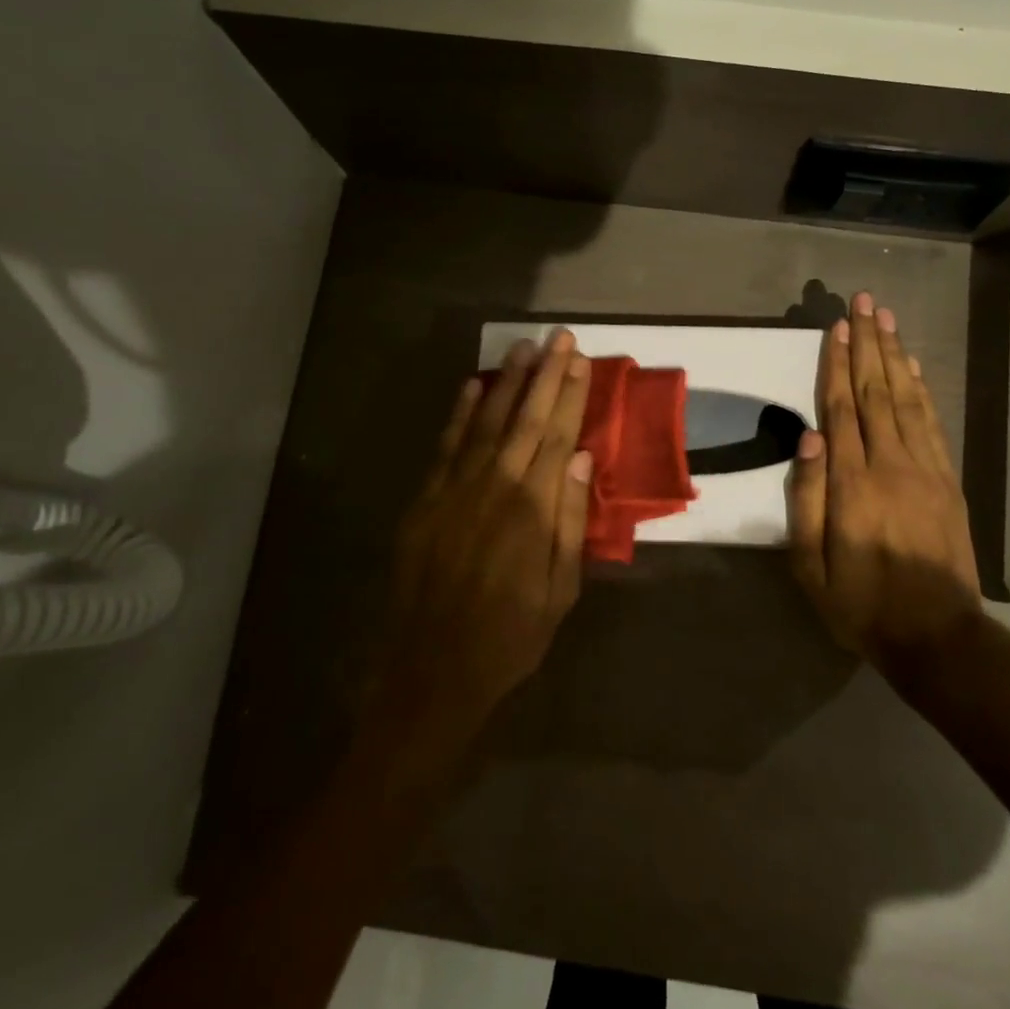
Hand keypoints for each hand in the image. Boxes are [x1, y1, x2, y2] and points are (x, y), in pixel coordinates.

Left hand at [375, 331, 594, 750]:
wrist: (433, 671)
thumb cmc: (510, 636)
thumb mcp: (560, 590)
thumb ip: (571, 521)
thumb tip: (584, 459)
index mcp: (533, 510)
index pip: (557, 436)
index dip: (569, 396)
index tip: (580, 361)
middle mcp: (495, 488)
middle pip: (525, 420)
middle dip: (545, 375)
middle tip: (559, 337)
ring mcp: (455, 491)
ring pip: (486, 423)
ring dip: (505, 383)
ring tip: (522, 348)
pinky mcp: (425, 502)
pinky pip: (446, 448)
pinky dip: (460, 415)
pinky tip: (472, 386)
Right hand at [787, 292, 982, 674]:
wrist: (938, 636)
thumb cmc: (861, 605)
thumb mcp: (811, 567)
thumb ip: (809, 499)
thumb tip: (809, 436)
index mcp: (854, 484)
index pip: (842, 409)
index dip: (836, 364)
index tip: (835, 326)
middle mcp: (891, 464)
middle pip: (876, 391)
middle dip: (868, 343)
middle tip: (864, 302)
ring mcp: (925, 469)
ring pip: (906, 399)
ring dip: (895, 355)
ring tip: (887, 319)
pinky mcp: (947, 480)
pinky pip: (932, 423)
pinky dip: (922, 389)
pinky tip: (913, 367)